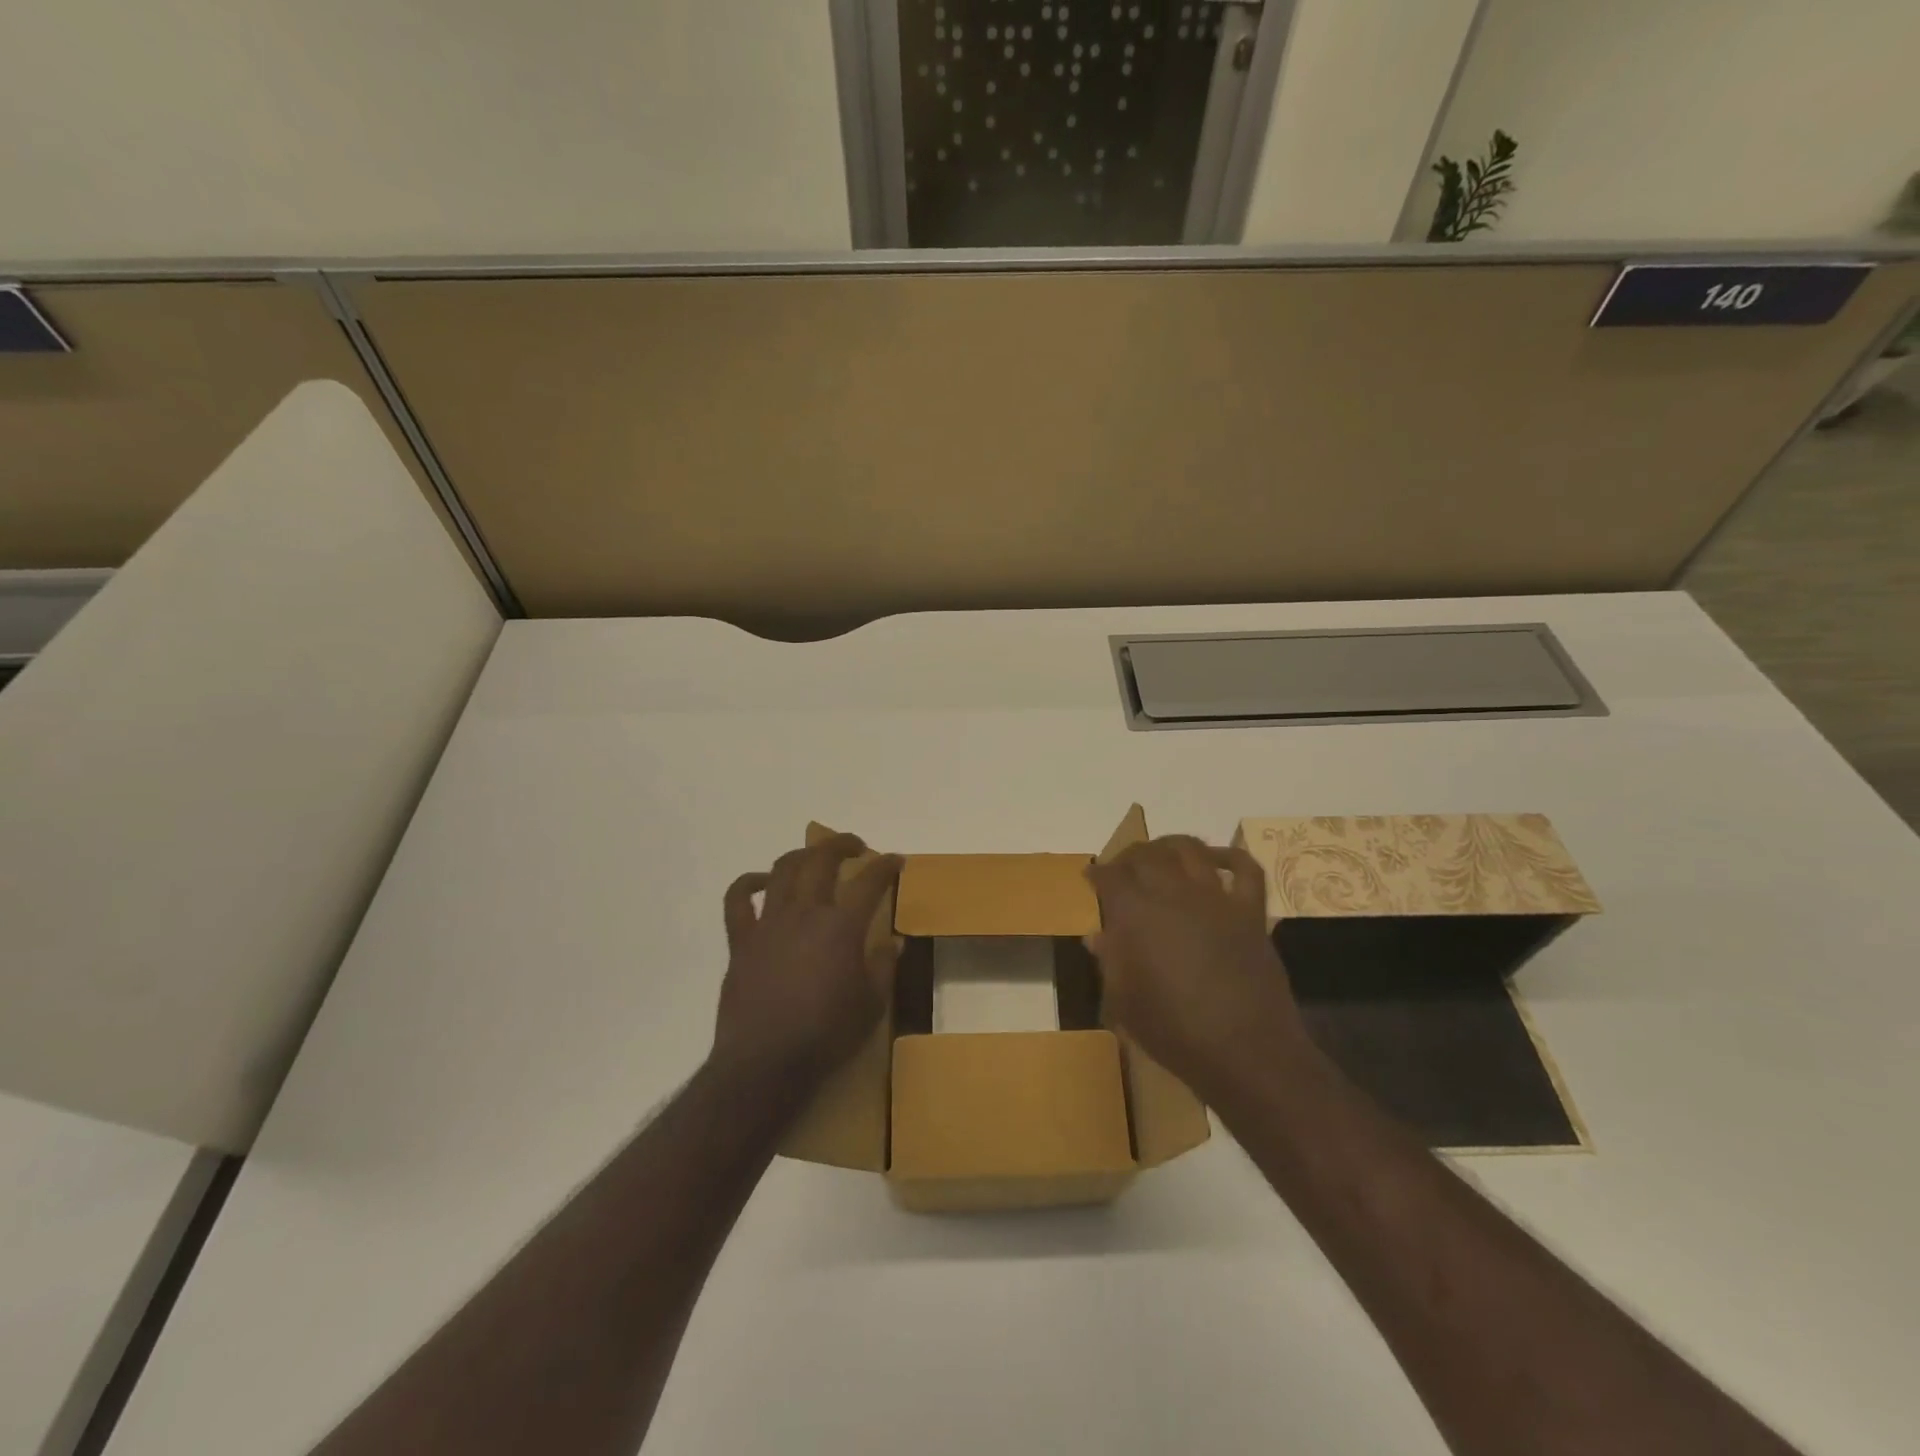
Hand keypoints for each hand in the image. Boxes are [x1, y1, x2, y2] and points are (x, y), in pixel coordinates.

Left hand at [715, 834, 902, 1082]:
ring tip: (814, 857)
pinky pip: (737, 900)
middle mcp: (805, 913)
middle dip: (842, 845)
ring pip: (783, 870)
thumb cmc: (826, 1036)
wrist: (765, 1064)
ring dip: (802, 855)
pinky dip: (748, 883)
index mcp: (841, 927)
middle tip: (855, 847)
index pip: (869, 882)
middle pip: (821, 860)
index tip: (896, 861)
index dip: (886, 866)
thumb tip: (895, 941)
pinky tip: (761, 882)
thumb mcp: (872, 1006)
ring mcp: (769, 923)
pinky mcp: (741, 941)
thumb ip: (885, 967)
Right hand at [1087, 836, 1309, 1099]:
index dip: (1097, 873)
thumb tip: (1097, 935)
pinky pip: (1246, 870)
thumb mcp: (1125, 1003)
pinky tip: (1217, 859)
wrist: (1246, 1052)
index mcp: (1136, 915)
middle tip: (1121, 866)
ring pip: (1190, 849)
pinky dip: (1231, 856)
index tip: (1091, 876)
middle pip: (1146, 855)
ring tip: (1161, 853)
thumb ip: (1110, 962)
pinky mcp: (1249, 912)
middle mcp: (1173, 894)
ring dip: (1170, 845)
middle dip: (1128, 855)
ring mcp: (1216, 899)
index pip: (1110, 877)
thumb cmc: (1175, 1032)